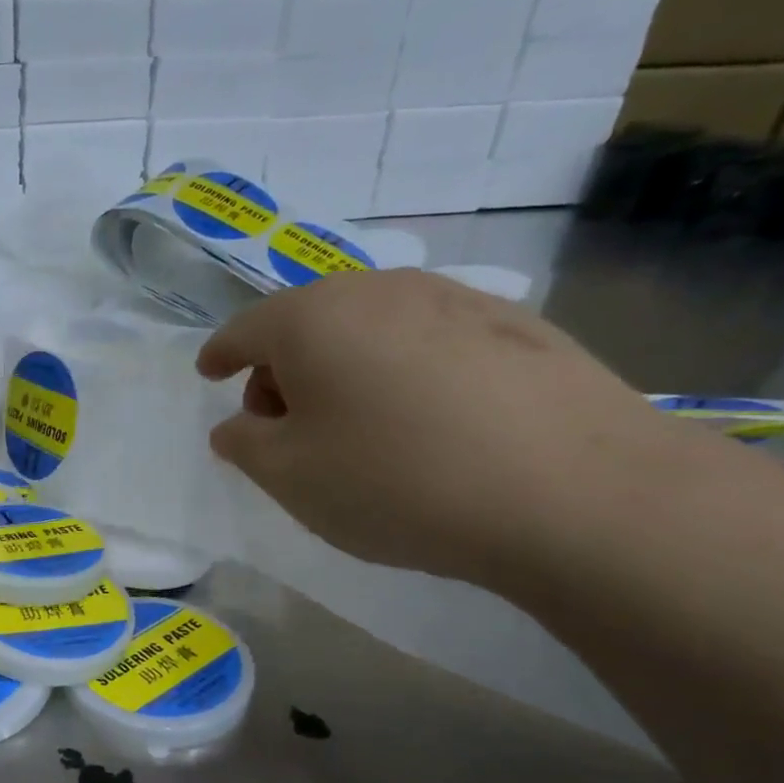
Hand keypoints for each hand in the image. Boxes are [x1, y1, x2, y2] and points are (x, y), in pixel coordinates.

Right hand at [197, 268, 689, 586]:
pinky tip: (425, 420)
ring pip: (371, 328)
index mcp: (313, 318)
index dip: (220, 354)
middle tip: (283, 424)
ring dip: (343, 368)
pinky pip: (428, 341)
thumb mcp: (289, 476)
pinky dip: (403, 371)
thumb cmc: (396, 480)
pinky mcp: (517, 326)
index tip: (209, 374)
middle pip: (308, 322)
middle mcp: (380, 290)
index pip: (245, 328)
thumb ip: (244, 444)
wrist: (574, 492)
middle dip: (282, 368)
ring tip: (355, 425)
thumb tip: (239, 424)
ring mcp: (456, 300)